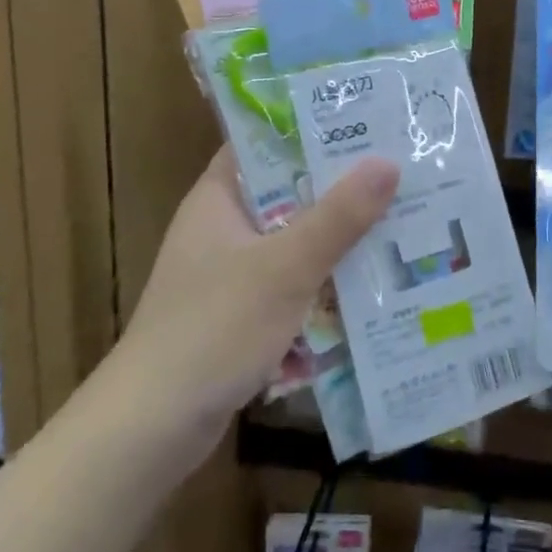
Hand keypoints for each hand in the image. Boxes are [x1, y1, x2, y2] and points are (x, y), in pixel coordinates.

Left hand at [122, 147, 397, 431]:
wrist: (152, 430)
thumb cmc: (214, 329)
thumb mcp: (285, 267)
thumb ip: (338, 216)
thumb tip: (389, 162)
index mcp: (218, 199)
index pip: (263, 143)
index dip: (310, 129)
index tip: (364, 122)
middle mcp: (222, 228)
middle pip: (288, 193)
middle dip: (339, 189)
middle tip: (399, 173)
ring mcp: (229, 274)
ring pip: (294, 241)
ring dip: (336, 240)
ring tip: (398, 224)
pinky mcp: (239, 314)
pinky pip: (291, 284)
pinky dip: (322, 283)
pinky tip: (367, 287)